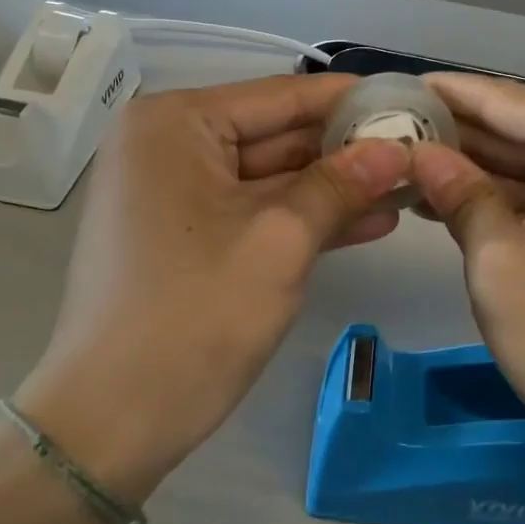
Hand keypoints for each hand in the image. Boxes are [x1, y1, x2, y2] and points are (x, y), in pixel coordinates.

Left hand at [17, 74, 411, 500]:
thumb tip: (397, 150)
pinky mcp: (185, 233)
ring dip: (334, 186)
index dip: (349, 100)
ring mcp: (174, 190)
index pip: (281, 96)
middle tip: (417, 148)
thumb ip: (340, 184)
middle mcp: (168, 143)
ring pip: (271, 176)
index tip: (408, 99)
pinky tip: (368, 220)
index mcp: (176, 123)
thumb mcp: (280, 241)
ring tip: (406, 187)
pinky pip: (253, 209)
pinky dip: (304, 216)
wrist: (107, 427)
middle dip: (346, 149)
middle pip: (276, 134)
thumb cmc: (193, 316)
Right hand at [408, 73, 524, 489]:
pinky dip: (512, 196)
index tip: (392, 86)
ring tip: (409, 163)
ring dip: (480, 167)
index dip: (445, 94)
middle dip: (459, 133)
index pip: (505, 99)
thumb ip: (457, 192)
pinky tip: (454, 200)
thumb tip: (419, 151)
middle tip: (390, 129)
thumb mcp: (499, 262)